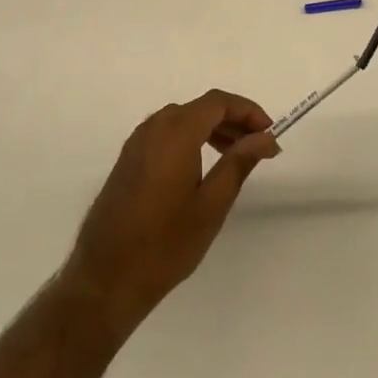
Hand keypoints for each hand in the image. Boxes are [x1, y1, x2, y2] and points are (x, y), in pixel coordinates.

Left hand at [61, 90, 277, 333]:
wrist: (107, 275)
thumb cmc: (166, 243)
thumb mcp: (211, 204)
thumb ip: (239, 163)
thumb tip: (265, 137)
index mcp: (175, 133)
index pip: (217, 102)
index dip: (247, 110)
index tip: (270, 134)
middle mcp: (152, 129)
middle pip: (199, 108)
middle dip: (232, 120)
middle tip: (258, 146)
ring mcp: (136, 143)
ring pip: (181, 119)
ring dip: (211, 128)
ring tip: (235, 155)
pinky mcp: (128, 160)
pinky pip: (164, 134)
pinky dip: (189, 138)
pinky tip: (201, 165)